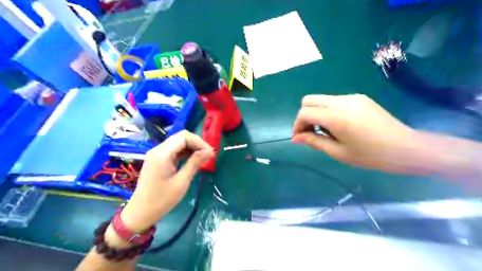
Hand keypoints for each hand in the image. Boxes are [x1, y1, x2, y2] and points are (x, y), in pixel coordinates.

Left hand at [117, 130, 212, 231]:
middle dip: (197, 143)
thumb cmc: (162, 200)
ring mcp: (156, 154)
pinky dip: (185, 152)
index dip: (199, 142)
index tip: (210, 152)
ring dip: (192, 147)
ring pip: (178, 142)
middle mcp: (158, 149)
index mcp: (162, 154)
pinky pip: (174, 150)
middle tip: (209, 154)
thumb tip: (210, 151)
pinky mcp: (158, 159)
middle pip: (181, 137)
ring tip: (204, 157)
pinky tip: (194, 159)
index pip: (184, 137)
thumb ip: (195, 163)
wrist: (141, 212)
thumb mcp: (182, 182)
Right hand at [290, 95, 417, 172]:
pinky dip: (328, 111)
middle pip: (309, 100)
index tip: (299, 138)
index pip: (305, 112)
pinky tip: (338, 125)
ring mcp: (352, 97)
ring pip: (321, 99)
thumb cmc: (370, 155)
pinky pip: (334, 101)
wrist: (405, 148)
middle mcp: (342, 101)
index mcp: (336, 116)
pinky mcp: (359, 98)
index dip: (297, 125)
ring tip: (325, 131)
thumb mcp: (338, 152)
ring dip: (316, 113)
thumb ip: (314, 142)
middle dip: (304, 116)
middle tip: (310, 133)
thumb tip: (295, 138)